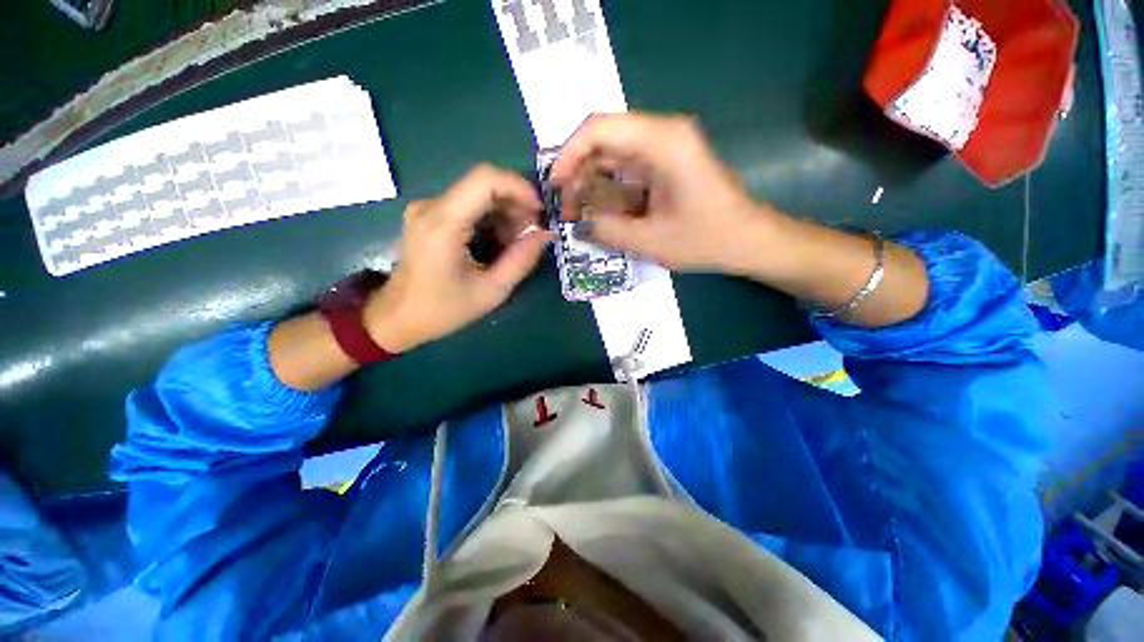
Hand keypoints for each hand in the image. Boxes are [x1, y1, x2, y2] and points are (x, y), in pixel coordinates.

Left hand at [364, 165, 552, 352]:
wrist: (397, 316)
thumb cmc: (443, 309)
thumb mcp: (491, 291)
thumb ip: (521, 260)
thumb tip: (546, 234)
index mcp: (443, 223)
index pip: (485, 179)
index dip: (519, 187)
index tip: (540, 211)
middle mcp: (432, 206)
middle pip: (484, 183)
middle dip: (516, 204)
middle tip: (532, 233)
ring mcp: (428, 208)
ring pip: (478, 193)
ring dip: (505, 212)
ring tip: (517, 242)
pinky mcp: (429, 215)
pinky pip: (468, 204)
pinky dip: (491, 217)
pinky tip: (500, 240)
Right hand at [550, 112, 780, 274]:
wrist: (749, 240)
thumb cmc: (707, 239)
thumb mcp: (651, 240)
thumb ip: (606, 230)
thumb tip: (576, 224)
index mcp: (663, 142)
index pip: (599, 128)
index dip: (569, 155)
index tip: (555, 186)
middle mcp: (663, 134)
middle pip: (603, 141)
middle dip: (578, 175)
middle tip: (566, 210)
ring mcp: (665, 148)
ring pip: (612, 156)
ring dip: (591, 184)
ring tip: (579, 216)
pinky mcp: (665, 164)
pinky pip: (626, 170)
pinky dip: (609, 190)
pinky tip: (602, 214)